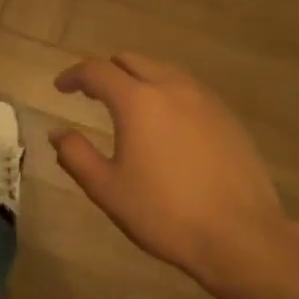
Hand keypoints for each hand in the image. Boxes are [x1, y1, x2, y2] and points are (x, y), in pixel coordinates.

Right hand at [52, 53, 298, 291]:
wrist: (241, 236)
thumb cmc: (164, 213)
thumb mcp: (106, 189)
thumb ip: (75, 154)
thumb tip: (57, 132)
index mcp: (138, 101)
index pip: (97, 71)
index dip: (74, 76)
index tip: (61, 88)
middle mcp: (172, 88)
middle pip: (132, 61)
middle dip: (106, 72)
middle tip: (91, 95)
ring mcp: (206, 101)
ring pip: (163, 71)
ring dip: (138, 79)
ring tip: (127, 107)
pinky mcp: (228, 118)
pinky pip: (188, 90)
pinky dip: (166, 93)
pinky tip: (165, 124)